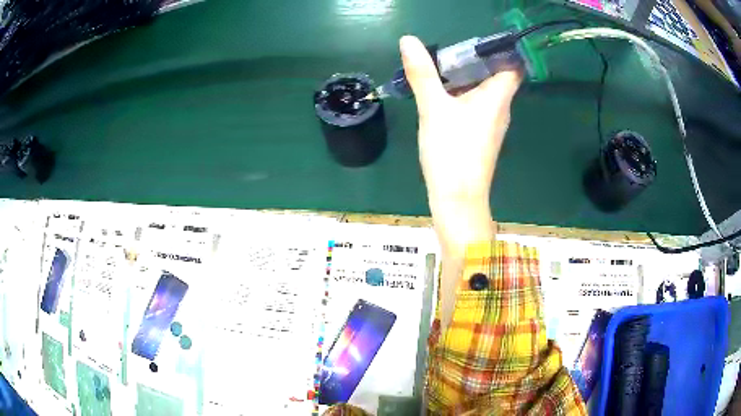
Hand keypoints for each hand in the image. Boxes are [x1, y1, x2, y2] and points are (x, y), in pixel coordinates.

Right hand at [400, 35, 521, 207]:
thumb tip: (408, 40)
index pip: (512, 66)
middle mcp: (500, 108)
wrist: (458, 199)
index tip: (474, 43)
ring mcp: (492, 124)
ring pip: (484, 92)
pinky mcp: (481, 135)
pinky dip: (463, 96)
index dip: (499, 51)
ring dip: (466, 79)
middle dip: (474, 61)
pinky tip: (443, 97)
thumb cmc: (452, 151)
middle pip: (495, 76)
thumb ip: (422, 73)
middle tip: (447, 52)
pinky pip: (476, 107)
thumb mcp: (433, 108)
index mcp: (497, 97)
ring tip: (440, 70)